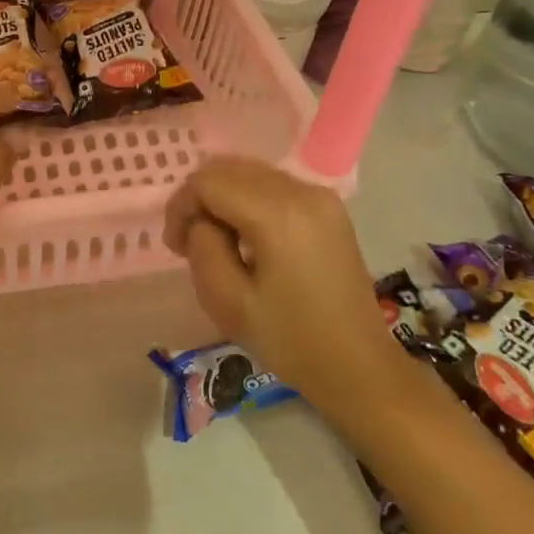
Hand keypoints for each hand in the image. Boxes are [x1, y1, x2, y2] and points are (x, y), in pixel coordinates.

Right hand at [163, 156, 408, 406]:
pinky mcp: (329, 208)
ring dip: (222, 198)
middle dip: (199, 198)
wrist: (357, 365)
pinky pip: (273, 185)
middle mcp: (302, 191)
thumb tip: (202, 221)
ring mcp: (320, 196)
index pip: (208, 181)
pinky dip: (247, 200)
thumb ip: (203, 247)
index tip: (176, 247)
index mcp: (278, 214)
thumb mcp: (227, 301)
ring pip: (250, 173)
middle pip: (229, 168)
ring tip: (215, 241)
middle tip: (188, 242)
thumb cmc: (289, 339)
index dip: (181, 207)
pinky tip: (245, 237)